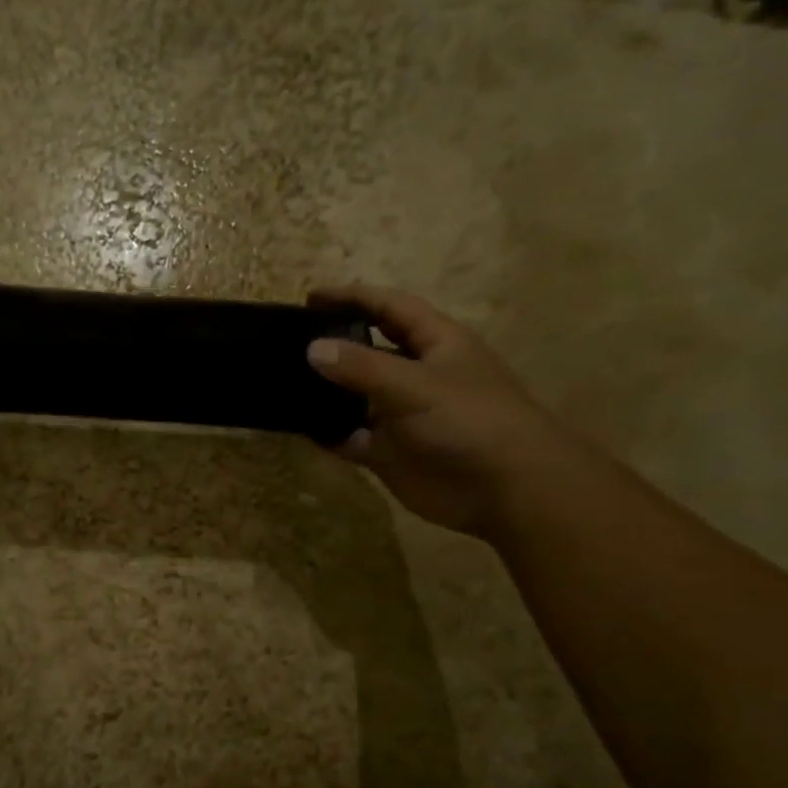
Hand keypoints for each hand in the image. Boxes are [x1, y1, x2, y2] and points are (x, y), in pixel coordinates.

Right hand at [305, 287, 576, 537]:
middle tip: (288, 344)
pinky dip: (327, 434)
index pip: (390, 308)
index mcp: (435, 343)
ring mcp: (401, 416)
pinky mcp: (389, 452)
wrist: (504, 489)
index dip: (353, 298)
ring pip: (354, 397)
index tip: (310, 298)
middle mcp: (416, 375)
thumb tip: (312, 349)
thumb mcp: (413, 385)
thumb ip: (361, 367)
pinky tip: (300, 428)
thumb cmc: (468, 420)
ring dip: (325, 393)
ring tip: (283, 385)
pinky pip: (349, 437)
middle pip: (368, 351)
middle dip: (333, 345)